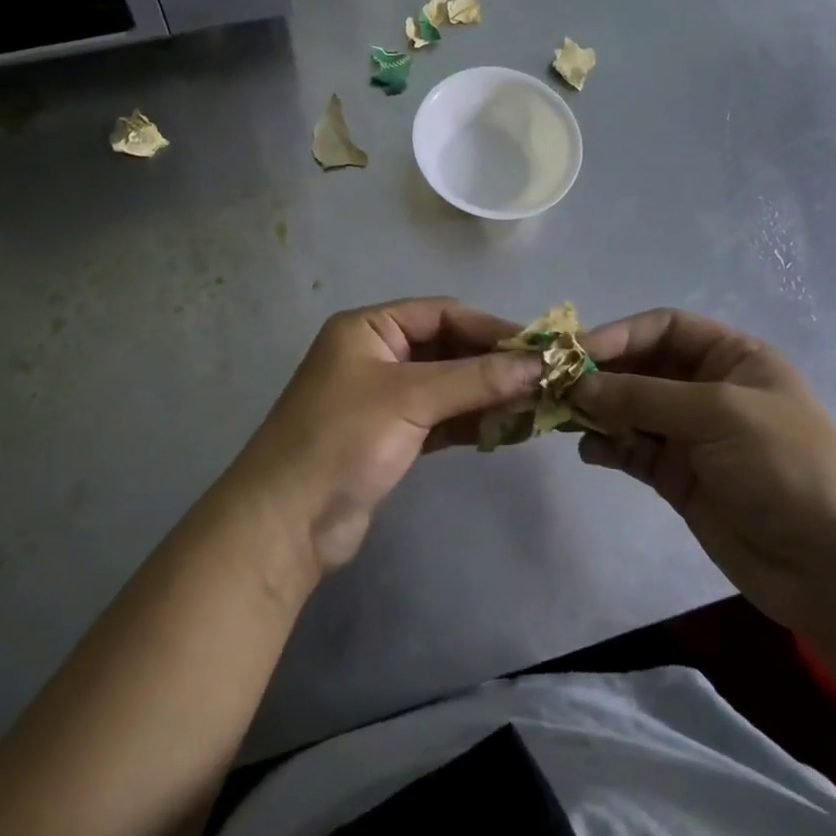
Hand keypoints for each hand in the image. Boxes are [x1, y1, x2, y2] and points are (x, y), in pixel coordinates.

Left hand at [231, 298, 541, 573]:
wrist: (287, 521)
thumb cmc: (342, 439)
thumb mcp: (410, 398)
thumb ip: (476, 378)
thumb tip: (541, 363)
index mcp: (369, 328)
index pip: (442, 313)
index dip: (492, 328)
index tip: (542, 348)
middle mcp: (376, 355)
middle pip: (448, 348)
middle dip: (495, 364)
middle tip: (547, 379)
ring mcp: (384, 398)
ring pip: (448, 386)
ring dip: (489, 394)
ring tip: (540, 405)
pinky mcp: (392, 437)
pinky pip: (442, 419)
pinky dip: (473, 422)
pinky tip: (512, 429)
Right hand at [573, 309, 835, 629]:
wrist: (833, 567)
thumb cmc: (785, 466)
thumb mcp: (718, 414)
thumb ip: (643, 396)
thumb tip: (577, 386)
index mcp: (732, 358)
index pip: (664, 328)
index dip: (619, 334)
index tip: (575, 353)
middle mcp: (707, 389)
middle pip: (640, 367)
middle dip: (601, 375)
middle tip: (555, 385)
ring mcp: (691, 435)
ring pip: (629, 409)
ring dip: (597, 411)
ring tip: (563, 418)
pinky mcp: (677, 476)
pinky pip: (631, 450)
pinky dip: (607, 447)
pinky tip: (590, 452)